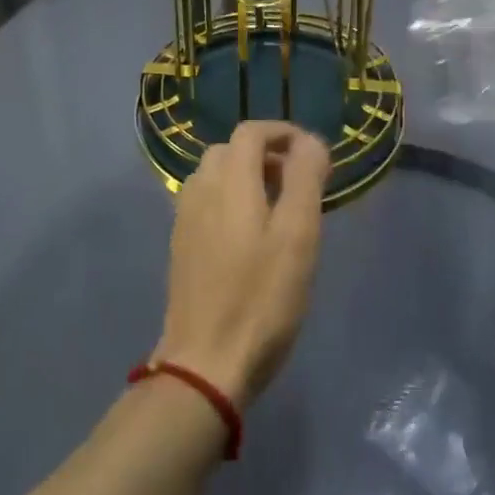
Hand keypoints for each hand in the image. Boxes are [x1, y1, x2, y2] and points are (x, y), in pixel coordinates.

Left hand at [150, 120, 331, 407]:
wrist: (205, 362)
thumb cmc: (261, 298)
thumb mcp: (298, 235)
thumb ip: (305, 179)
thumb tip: (311, 142)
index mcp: (229, 181)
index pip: (251, 132)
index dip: (283, 133)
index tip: (313, 157)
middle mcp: (200, 190)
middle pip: (231, 150)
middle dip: (267, 154)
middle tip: (299, 183)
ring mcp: (185, 219)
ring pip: (216, 176)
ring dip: (247, 177)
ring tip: (278, 208)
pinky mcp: (180, 246)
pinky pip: (207, 202)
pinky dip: (231, 200)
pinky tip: (250, 236)